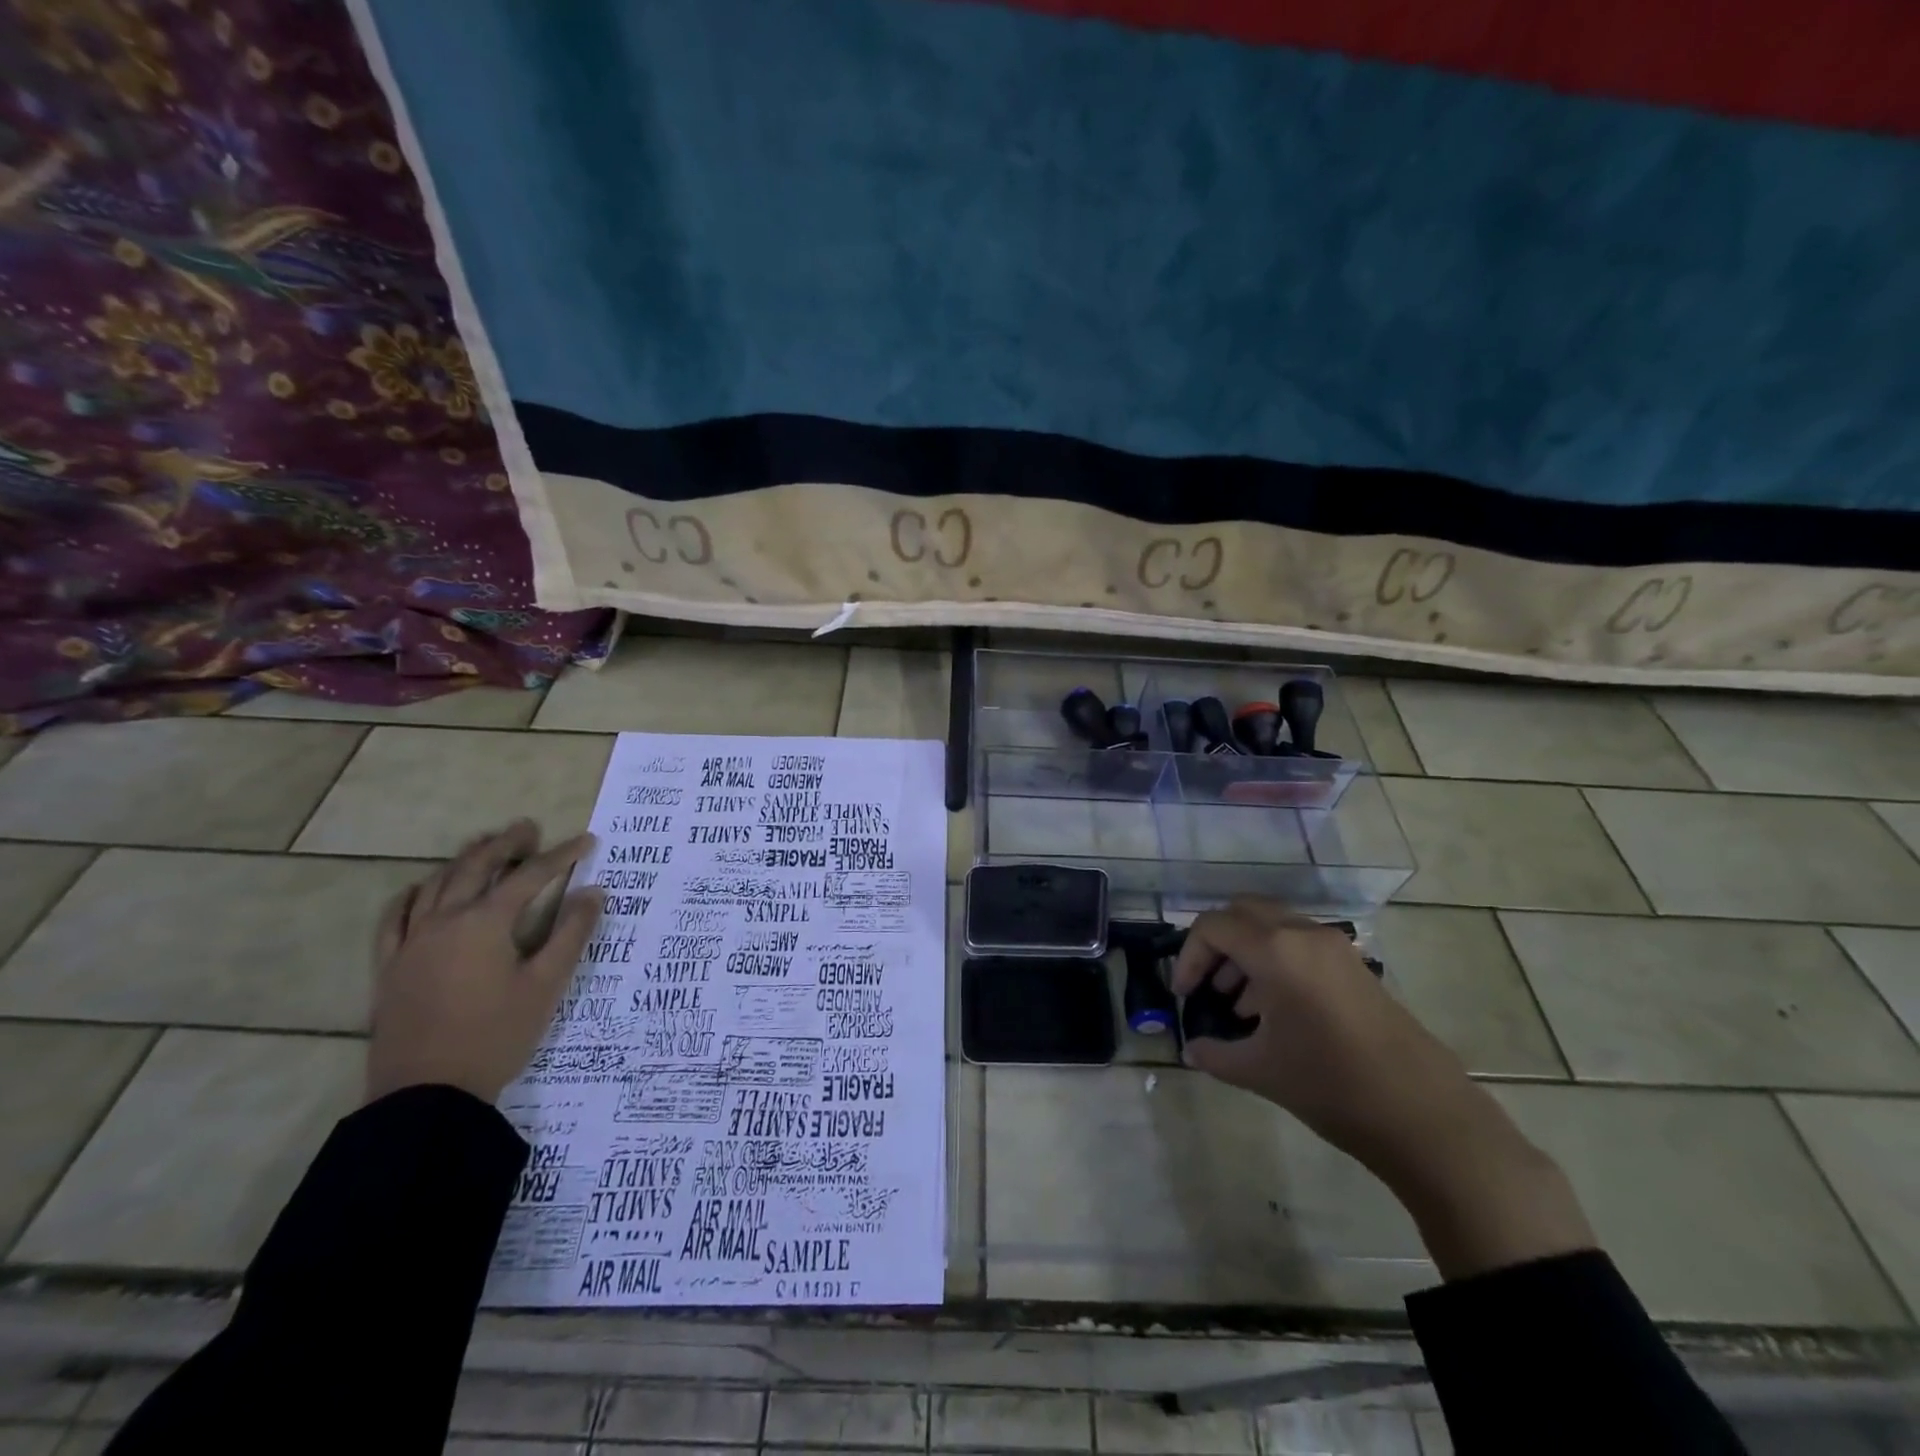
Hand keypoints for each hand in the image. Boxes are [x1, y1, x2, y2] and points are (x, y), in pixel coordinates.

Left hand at [366, 820, 600, 1104]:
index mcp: (485, 923)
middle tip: (529, 828)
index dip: (561, 855)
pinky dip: (412, 896)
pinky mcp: (390, 966)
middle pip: (476, 868)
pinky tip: (420, 889)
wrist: (427, 1094)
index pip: (529, 876)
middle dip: (506, 844)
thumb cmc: (496, 1035)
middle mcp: (444, 921)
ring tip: (484, 846)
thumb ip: (572, 934)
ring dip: (463, 860)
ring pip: (436, 885)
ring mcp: (411, 942)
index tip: (586, 840)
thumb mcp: (546, 985)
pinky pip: (395, 918)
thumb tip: (593, 892)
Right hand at [1172, 899, 1594, 1279]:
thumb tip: (1193, 1050)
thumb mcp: (1260, 1071)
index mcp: (1275, 950)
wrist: (1424, 1115)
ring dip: (1246, 952)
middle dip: (1216, 944)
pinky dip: (1275, 961)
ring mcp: (1334, 947)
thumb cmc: (1331, 1085)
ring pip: (1273, 926)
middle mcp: (1304, 934)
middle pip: (1242, 913)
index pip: (1213, 927)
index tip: (1184, 995)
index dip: (1188, 956)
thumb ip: (1216, 1054)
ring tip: (1236, 1003)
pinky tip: (1272, 1010)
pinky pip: (1300, 944)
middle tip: (1205, 984)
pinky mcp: (1354, 966)